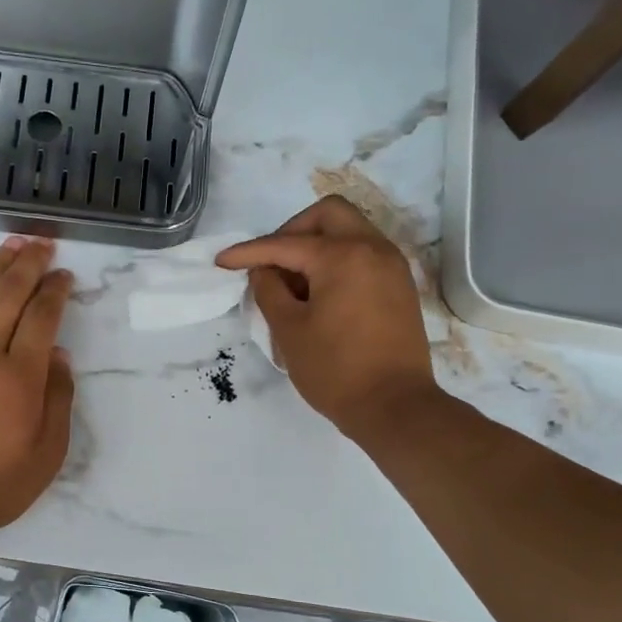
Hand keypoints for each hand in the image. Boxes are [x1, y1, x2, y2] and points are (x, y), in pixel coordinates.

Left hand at [0, 237, 75, 537]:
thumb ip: (57, 399)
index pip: (41, 317)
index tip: (64, 275)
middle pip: (7, 295)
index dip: (55, 290)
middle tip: (41, 243)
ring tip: (10, 245)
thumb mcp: (46, 454)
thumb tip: (58, 357)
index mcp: (19, 378)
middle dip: (27, 264)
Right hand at [217, 196, 437, 443]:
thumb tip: (264, 271)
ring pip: (349, 231)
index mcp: (343, 256)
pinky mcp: (399, 286)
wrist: (395, 406)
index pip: (286, 244)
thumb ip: (269, 290)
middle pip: (328, 214)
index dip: (249, 252)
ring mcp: (392, 266)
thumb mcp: (289, 330)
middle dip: (292, 231)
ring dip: (316, 245)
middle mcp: (373, 248)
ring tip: (294, 284)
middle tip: (271, 263)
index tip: (222, 262)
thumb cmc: (335, 370)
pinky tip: (320, 294)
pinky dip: (338, 261)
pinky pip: (364, 254)